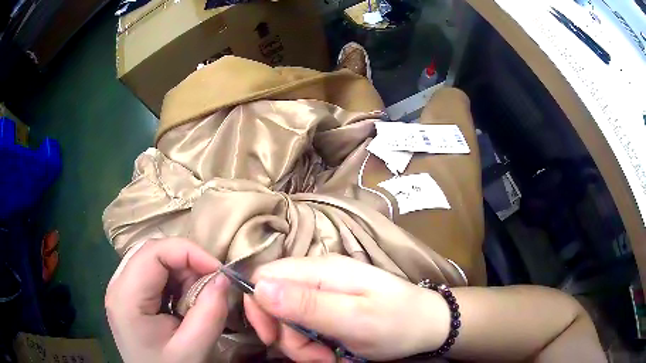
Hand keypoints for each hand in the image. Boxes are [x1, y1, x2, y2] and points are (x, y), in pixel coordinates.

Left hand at [105, 238, 228, 362]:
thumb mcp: (193, 349)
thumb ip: (210, 313)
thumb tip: (223, 277)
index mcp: (126, 297)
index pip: (154, 252)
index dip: (189, 252)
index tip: (219, 271)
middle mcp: (117, 285)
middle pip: (152, 250)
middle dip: (186, 262)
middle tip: (210, 286)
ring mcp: (121, 287)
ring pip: (153, 257)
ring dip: (181, 271)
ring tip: (196, 297)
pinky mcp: (129, 293)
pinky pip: (153, 271)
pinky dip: (175, 279)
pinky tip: (182, 301)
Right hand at [243, 255, 449, 360]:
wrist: (428, 325)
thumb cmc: (397, 322)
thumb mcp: (354, 319)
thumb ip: (307, 305)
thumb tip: (259, 287)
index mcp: (321, 270)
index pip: (264, 276)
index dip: (258, 307)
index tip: (272, 338)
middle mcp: (318, 276)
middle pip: (275, 303)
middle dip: (287, 336)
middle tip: (315, 356)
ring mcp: (325, 292)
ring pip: (289, 320)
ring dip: (302, 345)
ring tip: (330, 357)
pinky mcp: (331, 307)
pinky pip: (306, 326)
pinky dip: (313, 345)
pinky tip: (334, 353)